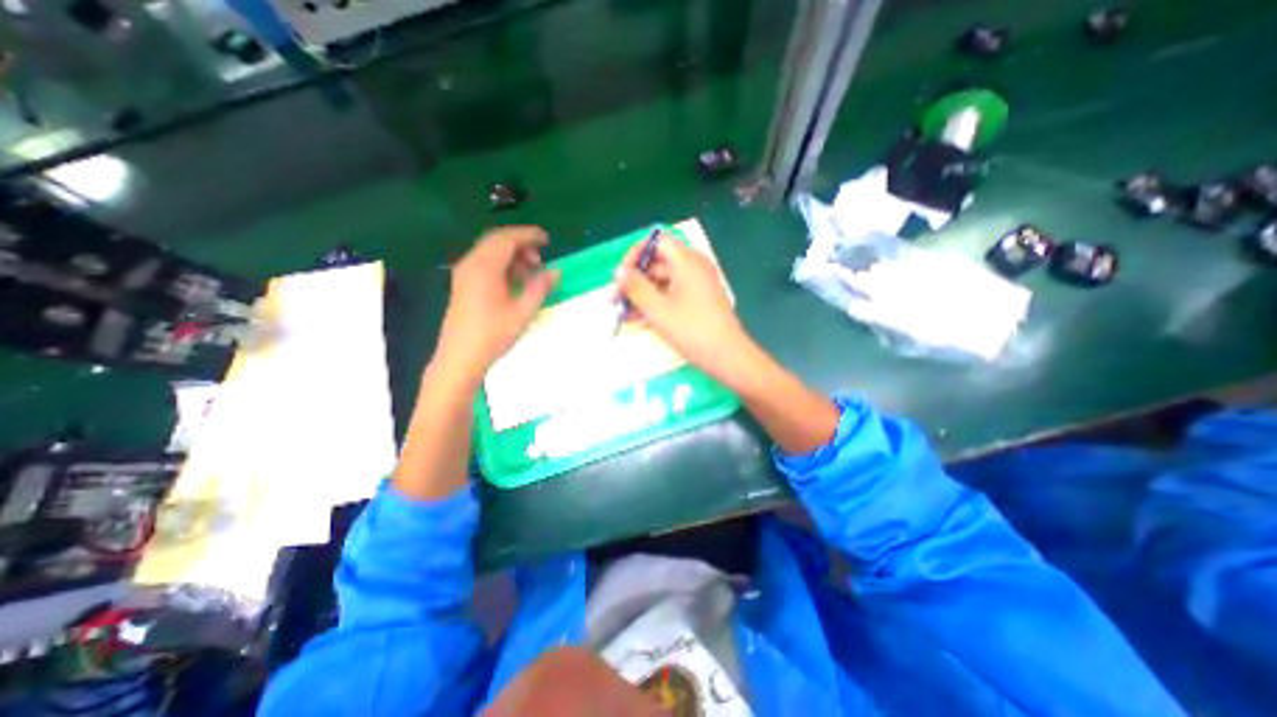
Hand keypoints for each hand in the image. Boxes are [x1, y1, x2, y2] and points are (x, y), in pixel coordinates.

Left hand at [437, 225, 556, 386]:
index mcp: (485, 267)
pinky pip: (484, 263)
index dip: (529, 235)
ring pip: (490, 252)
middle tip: (540, 259)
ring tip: (530, 274)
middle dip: (521, 245)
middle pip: (497, 241)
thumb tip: (555, 271)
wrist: (460, 357)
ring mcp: (464, 274)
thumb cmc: (493, 335)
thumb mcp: (523, 312)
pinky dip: (502, 265)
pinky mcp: (463, 284)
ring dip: (512, 256)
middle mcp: (471, 264)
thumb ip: (540, 288)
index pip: (508, 239)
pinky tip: (514, 282)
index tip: (547, 240)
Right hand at [620, 231, 754, 384]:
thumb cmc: (691, 329)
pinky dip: (657, 303)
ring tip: (623, 314)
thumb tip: (619, 271)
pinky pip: (673, 295)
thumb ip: (635, 287)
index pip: (657, 242)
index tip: (621, 275)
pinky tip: (640, 321)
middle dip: (635, 280)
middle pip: (659, 263)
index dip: (636, 254)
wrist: (727, 356)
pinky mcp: (699, 301)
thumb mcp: (657, 309)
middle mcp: (694, 267)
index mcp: (687, 261)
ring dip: (643, 295)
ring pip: (663, 282)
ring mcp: (698, 285)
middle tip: (616, 298)